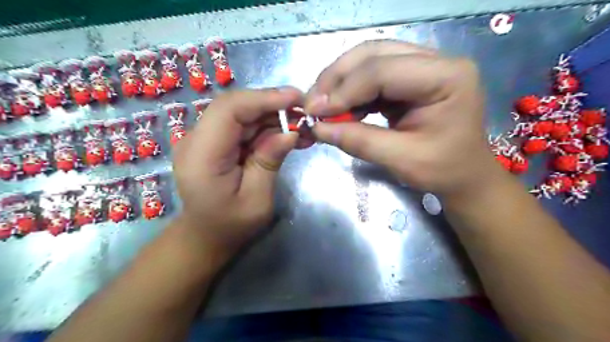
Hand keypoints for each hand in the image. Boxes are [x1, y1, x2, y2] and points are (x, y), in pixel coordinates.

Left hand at [173, 87, 300, 253]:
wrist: (206, 235)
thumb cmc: (231, 225)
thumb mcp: (257, 200)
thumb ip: (269, 162)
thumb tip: (290, 132)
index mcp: (202, 156)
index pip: (229, 110)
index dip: (263, 98)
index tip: (295, 98)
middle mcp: (196, 140)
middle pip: (236, 107)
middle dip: (272, 105)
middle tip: (304, 112)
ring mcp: (204, 138)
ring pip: (241, 113)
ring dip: (273, 115)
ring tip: (301, 125)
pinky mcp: (215, 141)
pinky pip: (242, 125)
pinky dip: (266, 126)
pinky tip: (286, 133)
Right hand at [305, 40, 499, 197]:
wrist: (465, 174)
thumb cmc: (443, 170)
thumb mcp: (401, 160)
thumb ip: (359, 141)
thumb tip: (317, 129)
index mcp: (447, 77)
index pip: (383, 70)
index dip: (344, 90)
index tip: (315, 113)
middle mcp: (436, 61)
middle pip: (374, 53)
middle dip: (337, 78)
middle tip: (312, 104)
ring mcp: (422, 66)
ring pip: (369, 59)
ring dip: (340, 81)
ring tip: (321, 105)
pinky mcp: (409, 78)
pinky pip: (372, 75)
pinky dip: (350, 90)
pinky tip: (339, 107)